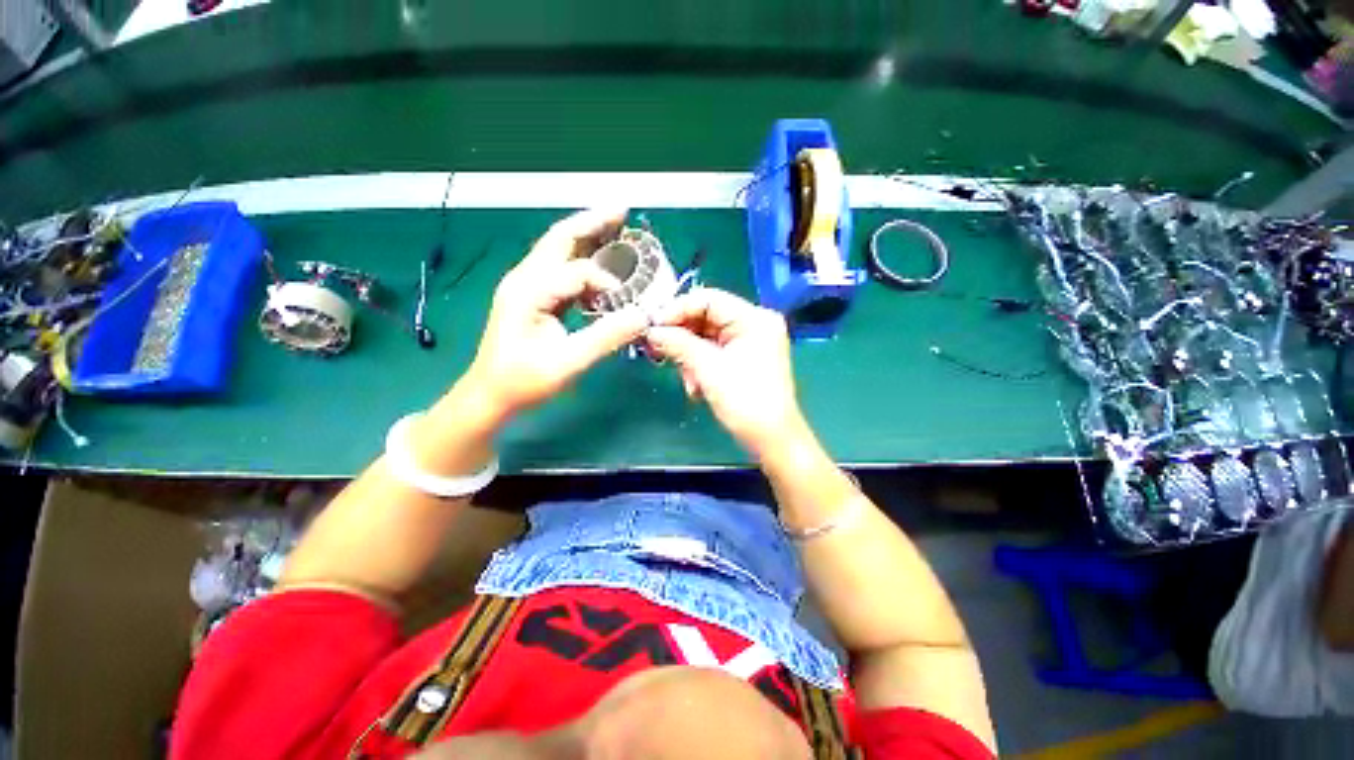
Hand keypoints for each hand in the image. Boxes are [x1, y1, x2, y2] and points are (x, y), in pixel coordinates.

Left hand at [463, 208, 647, 418]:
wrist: (489, 395)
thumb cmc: (523, 381)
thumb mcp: (567, 362)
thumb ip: (606, 337)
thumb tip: (642, 316)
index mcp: (529, 290)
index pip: (577, 272)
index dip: (608, 282)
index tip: (630, 303)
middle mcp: (525, 279)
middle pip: (561, 239)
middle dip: (592, 222)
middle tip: (623, 210)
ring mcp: (526, 287)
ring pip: (559, 251)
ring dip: (588, 238)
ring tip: (617, 230)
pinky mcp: (532, 298)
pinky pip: (561, 272)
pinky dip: (583, 265)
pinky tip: (601, 272)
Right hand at [645, 288, 806, 455]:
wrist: (771, 439)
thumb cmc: (745, 401)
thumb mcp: (708, 369)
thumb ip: (678, 344)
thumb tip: (651, 331)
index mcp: (754, 318)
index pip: (708, 299)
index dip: (677, 309)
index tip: (653, 325)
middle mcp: (754, 324)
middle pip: (706, 318)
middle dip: (682, 337)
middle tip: (658, 350)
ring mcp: (750, 342)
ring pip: (707, 337)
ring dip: (690, 356)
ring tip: (686, 379)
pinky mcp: (744, 358)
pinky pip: (714, 352)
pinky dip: (700, 365)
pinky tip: (696, 386)